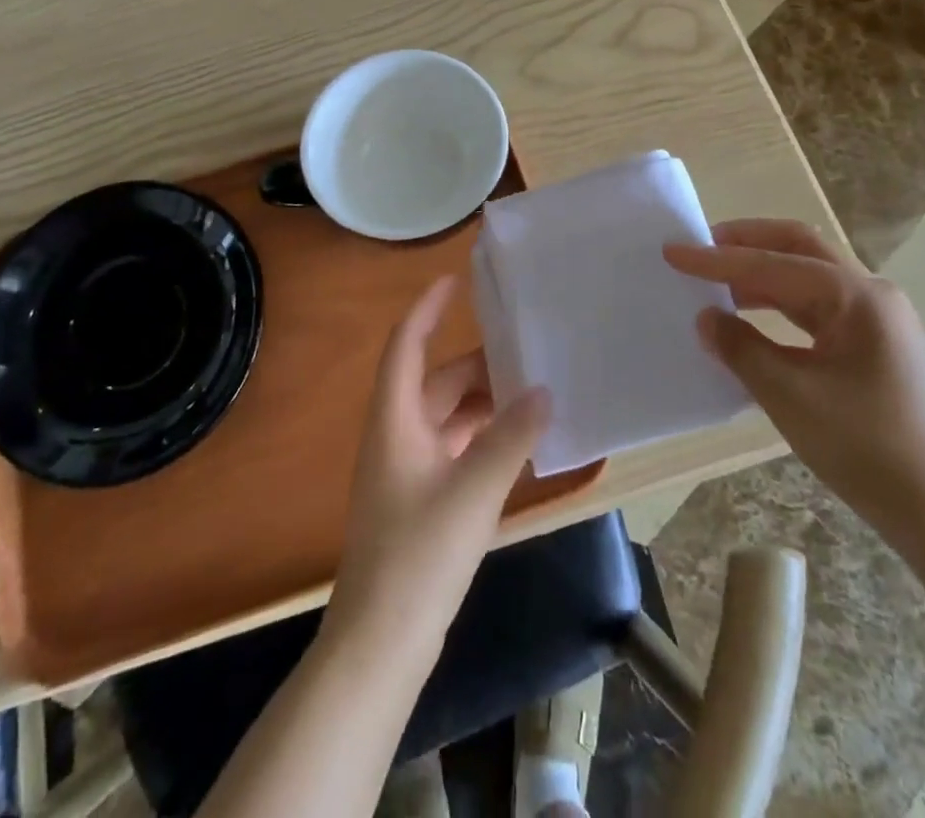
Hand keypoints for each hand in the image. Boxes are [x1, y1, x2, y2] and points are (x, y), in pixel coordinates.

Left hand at [325, 276, 550, 653]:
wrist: (381, 642)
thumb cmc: (419, 554)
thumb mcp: (472, 490)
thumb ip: (510, 438)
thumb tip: (543, 390)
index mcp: (395, 420)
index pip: (405, 347)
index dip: (425, 310)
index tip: (454, 281)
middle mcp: (396, 435)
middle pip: (434, 382)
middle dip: (475, 364)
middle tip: (523, 351)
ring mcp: (406, 470)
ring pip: (446, 417)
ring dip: (482, 404)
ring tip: (530, 392)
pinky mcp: (420, 500)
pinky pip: (453, 449)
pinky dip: (481, 438)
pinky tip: (516, 443)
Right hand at [664, 221, 924, 555]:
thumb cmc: (871, 452)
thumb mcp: (792, 398)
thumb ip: (742, 349)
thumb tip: (707, 318)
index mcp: (857, 297)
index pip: (772, 264)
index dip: (716, 259)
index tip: (671, 251)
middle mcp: (872, 296)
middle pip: (799, 248)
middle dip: (747, 242)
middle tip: (699, 248)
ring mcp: (880, 322)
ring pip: (809, 277)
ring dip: (762, 274)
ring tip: (716, 284)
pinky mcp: (878, 349)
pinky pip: (819, 309)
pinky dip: (780, 304)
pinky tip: (753, 321)